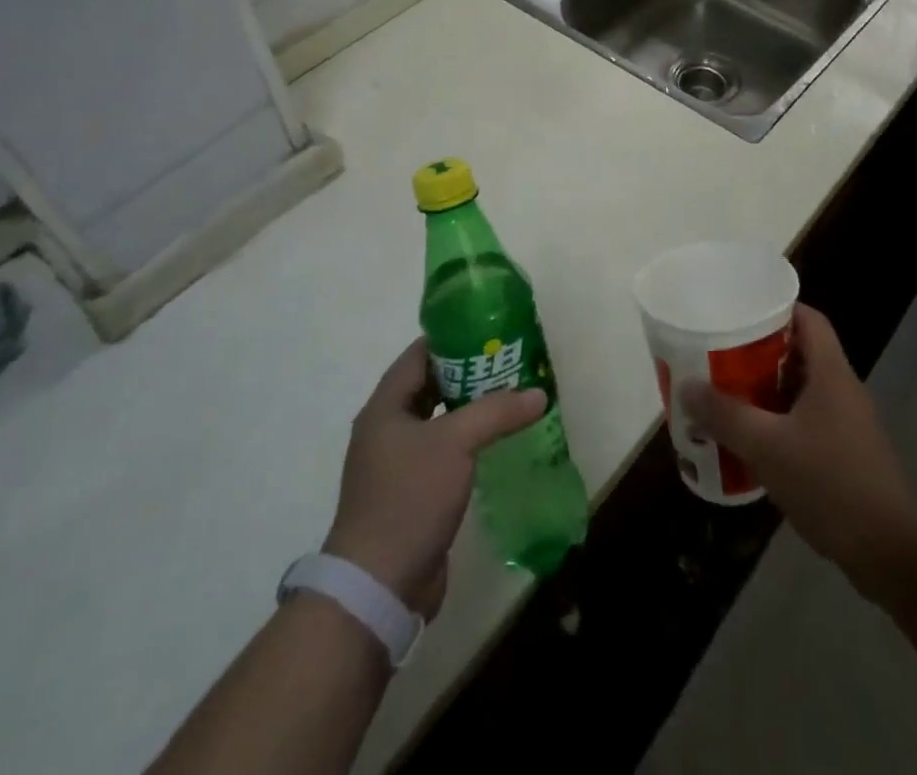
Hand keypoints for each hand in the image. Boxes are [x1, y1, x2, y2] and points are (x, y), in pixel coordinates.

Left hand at [324, 338, 544, 617]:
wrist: (378, 586)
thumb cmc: (409, 498)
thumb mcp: (456, 443)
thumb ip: (497, 412)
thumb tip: (538, 394)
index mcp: (385, 408)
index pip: (418, 356)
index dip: (451, 338)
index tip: (489, 329)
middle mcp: (387, 431)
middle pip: (430, 387)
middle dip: (468, 373)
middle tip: (508, 361)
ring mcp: (398, 465)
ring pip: (440, 421)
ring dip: (471, 409)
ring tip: (511, 396)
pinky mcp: (413, 495)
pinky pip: (444, 454)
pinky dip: (469, 442)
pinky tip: (498, 442)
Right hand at [680, 305, 916, 598]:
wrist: (889, 552)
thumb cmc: (829, 483)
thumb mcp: (767, 447)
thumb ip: (725, 415)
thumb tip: (686, 386)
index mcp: (831, 372)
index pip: (808, 318)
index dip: (777, 308)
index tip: (741, 312)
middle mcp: (844, 389)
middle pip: (802, 352)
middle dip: (762, 352)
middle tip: (723, 356)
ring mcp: (850, 423)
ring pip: (804, 390)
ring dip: (769, 390)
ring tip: (729, 395)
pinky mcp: (849, 454)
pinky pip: (810, 421)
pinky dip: (782, 421)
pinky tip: (755, 442)